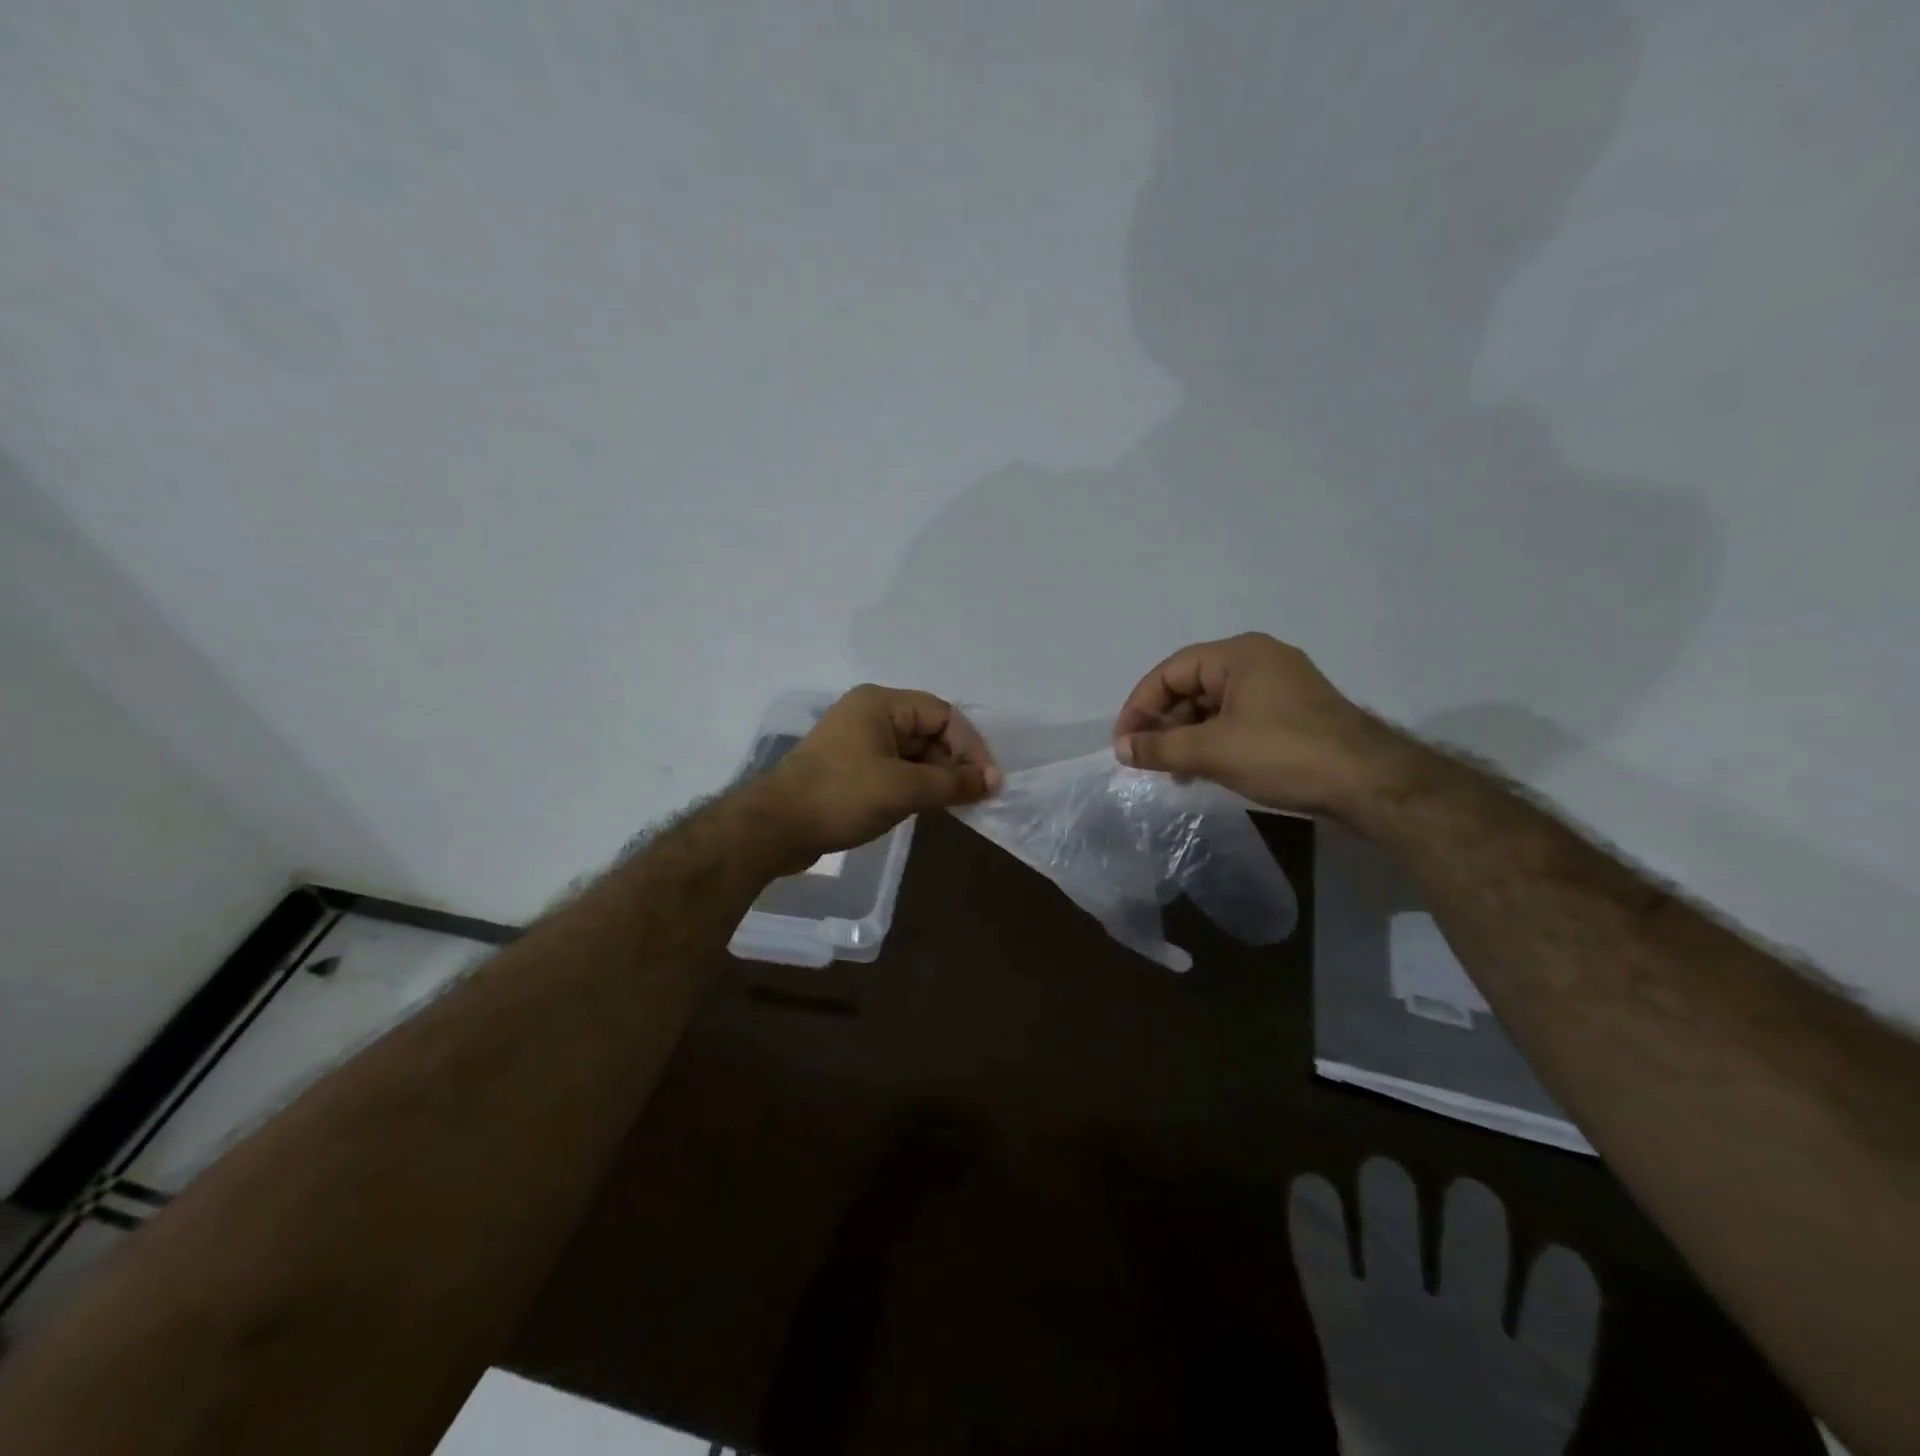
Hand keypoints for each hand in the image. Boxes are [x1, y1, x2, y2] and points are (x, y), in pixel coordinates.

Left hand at [751, 685, 1000, 869]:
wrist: (775, 827)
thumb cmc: (842, 796)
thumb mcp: (904, 788)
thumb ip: (953, 782)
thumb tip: (993, 781)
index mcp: (881, 704)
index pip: (943, 714)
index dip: (971, 746)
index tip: (988, 782)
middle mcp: (869, 714)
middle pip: (928, 731)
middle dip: (954, 762)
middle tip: (974, 796)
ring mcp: (856, 741)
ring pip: (912, 752)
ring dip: (936, 776)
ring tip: (955, 805)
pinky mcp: (848, 768)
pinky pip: (894, 768)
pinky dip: (914, 784)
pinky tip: (926, 806)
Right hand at [1112, 633, 1409, 816]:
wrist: (1369, 783)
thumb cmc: (1283, 754)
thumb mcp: (1212, 751)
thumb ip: (1160, 748)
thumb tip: (1121, 748)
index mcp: (1238, 654)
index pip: (1170, 671)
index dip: (1140, 706)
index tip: (1125, 743)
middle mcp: (1259, 660)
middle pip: (1192, 685)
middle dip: (1164, 723)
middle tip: (1146, 759)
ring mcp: (1280, 686)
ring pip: (1215, 705)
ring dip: (1187, 735)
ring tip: (1172, 771)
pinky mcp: (1293, 714)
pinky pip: (1238, 718)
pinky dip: (1214, 740)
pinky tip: (1204, 769)